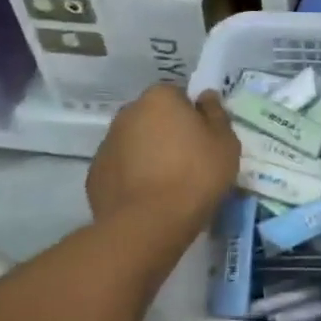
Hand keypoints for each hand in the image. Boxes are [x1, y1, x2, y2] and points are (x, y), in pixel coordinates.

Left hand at [87, 86, 238, 232]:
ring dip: (148, 155)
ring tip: (168, 185)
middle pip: (153, 118)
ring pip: (134, 143)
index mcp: (160, 98)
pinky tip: (148, 198)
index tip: (203, 140)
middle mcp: (128, 113)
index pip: (178, 96)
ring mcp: (106, 144)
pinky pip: (121, 169)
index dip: (192, 116)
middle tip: (188, 161)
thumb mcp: (225, 144)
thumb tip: (205, 97)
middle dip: (167, 133)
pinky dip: (132, 177)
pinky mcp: (95, 175)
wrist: (149, 223)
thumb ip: (216, 114)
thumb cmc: (196, 175)